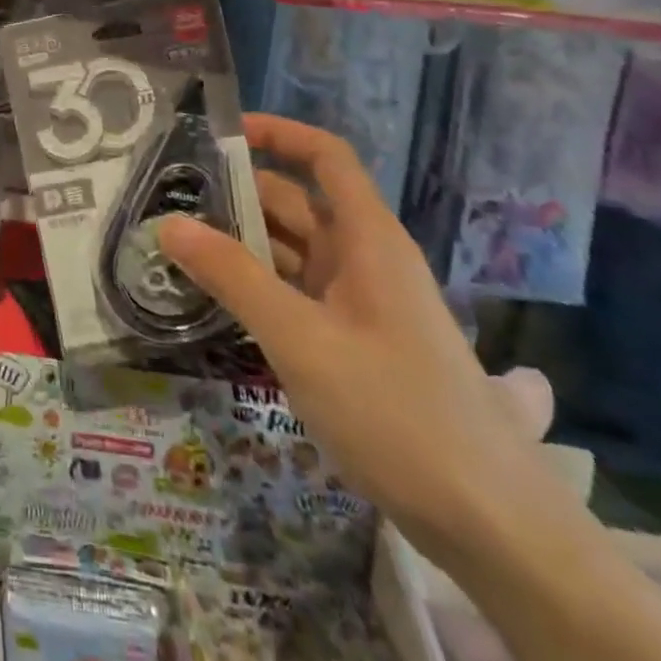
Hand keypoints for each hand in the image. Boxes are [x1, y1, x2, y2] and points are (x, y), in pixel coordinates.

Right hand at [158, 115, 563, 571]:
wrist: (491, 526)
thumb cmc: (397, 414)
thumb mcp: (301, 340)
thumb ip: (233, 277)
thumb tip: (169, 224)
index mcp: (368, 239)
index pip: (325, 157)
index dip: (278, 134)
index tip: (219, 134)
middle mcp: (365, 259)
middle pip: (298, 202)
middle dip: (238, 194)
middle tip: (170, 197)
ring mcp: (361, 303)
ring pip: (293, 251)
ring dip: (241, 243)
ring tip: (177, 243)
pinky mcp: (354, 342)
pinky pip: (297, 293)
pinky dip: (257, 285)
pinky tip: (215, 297)